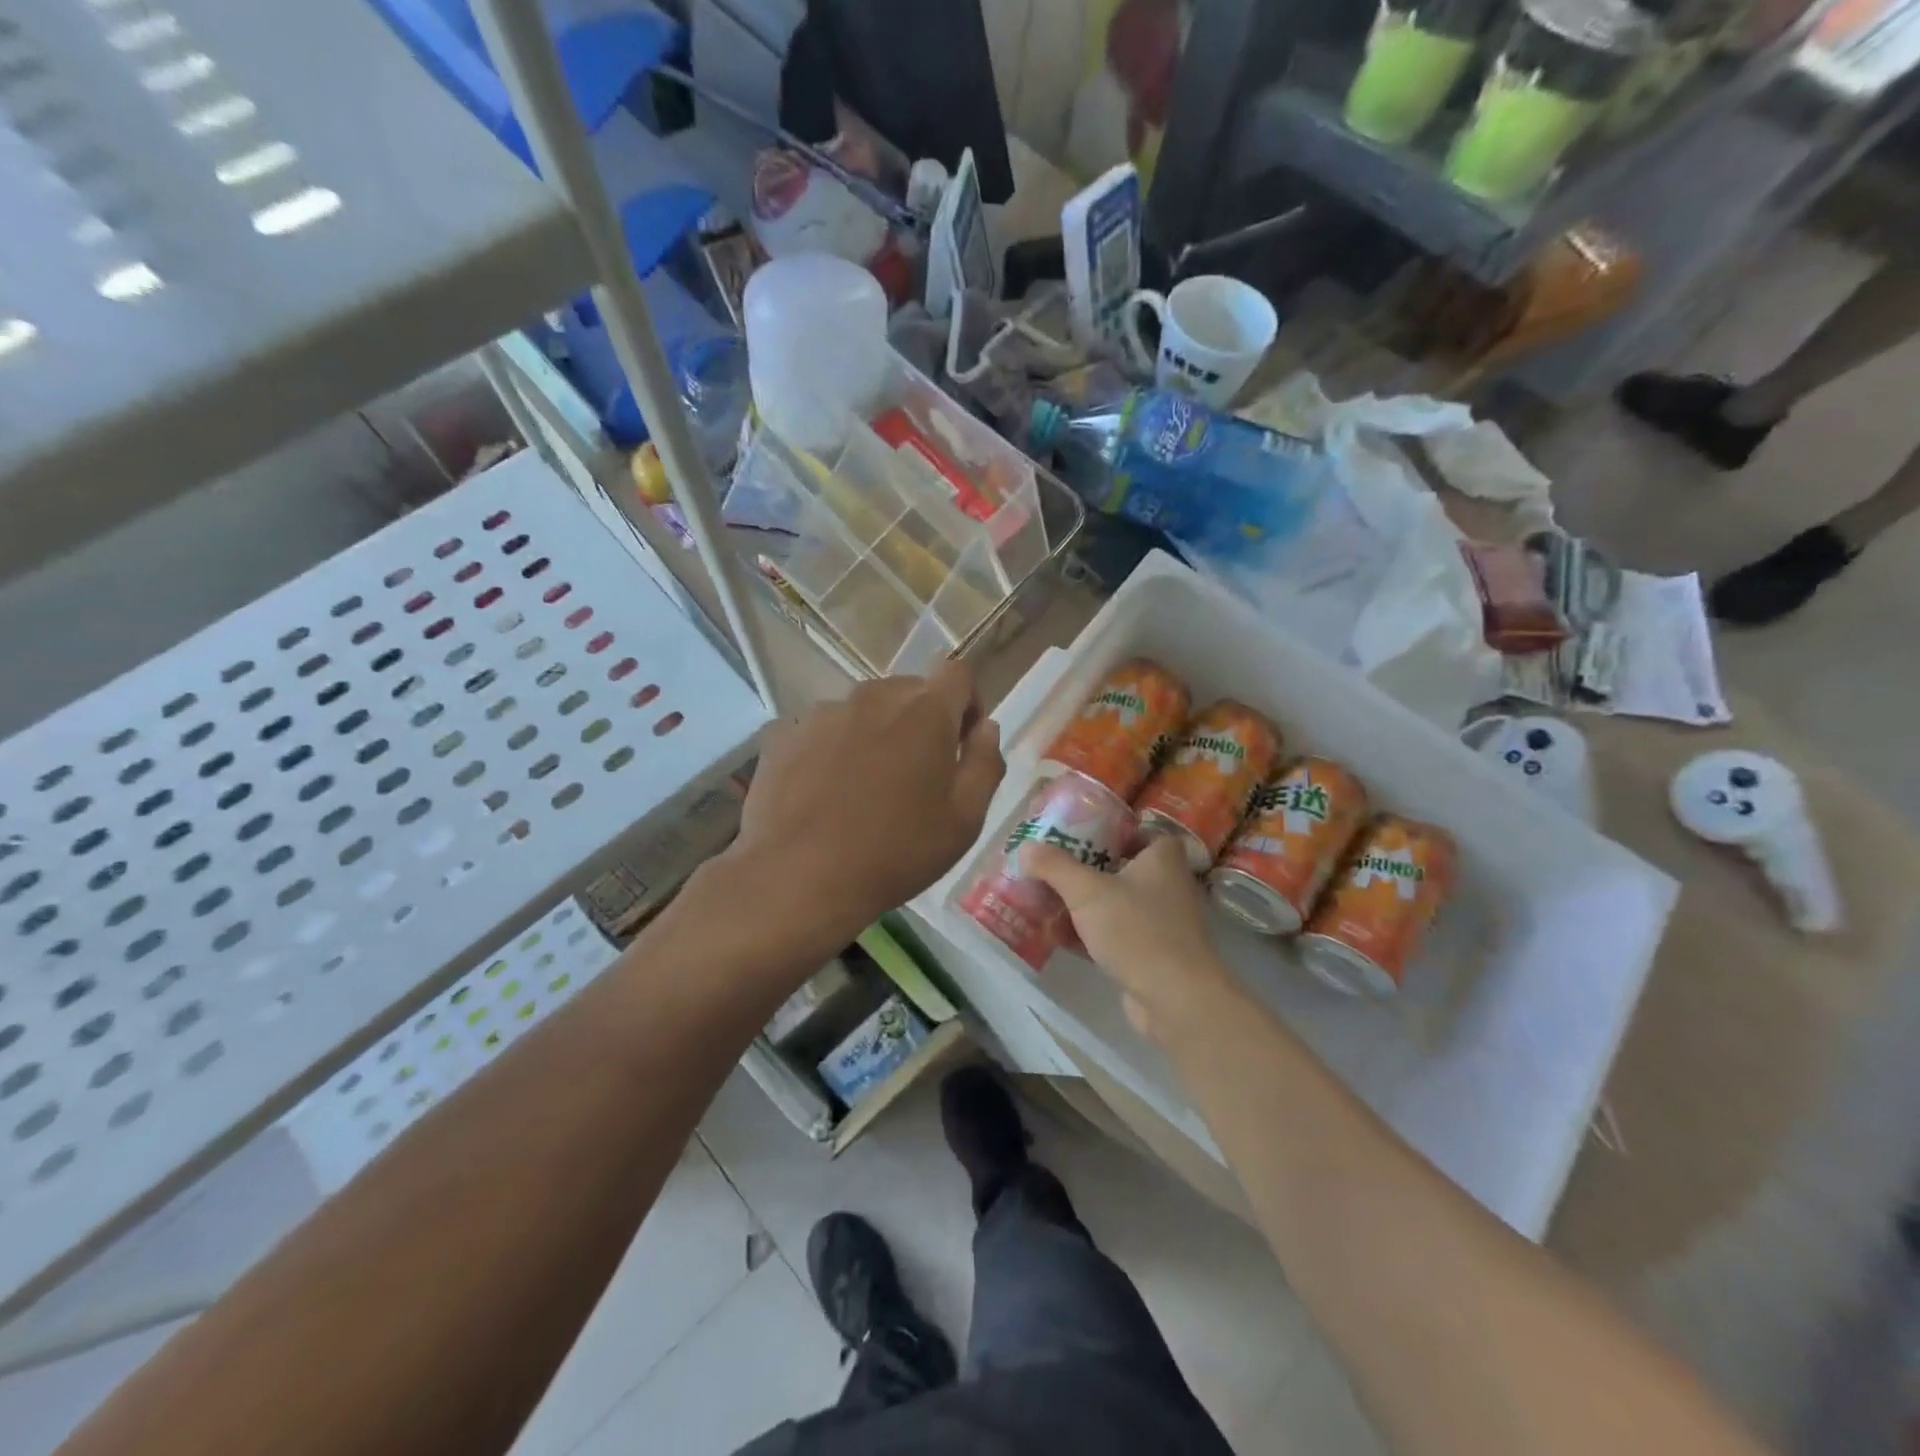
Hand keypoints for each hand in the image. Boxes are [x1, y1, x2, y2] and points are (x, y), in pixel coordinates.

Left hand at [727, 662, 1004, 939]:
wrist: (799, 879)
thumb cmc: (896, 853)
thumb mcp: (965, 820)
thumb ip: (985, 763)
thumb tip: (985, 727)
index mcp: (924, 711)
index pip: (956, 673)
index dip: (967, 703)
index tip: (962, 743)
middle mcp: (872, 697)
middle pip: (908, 691)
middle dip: (920, 722)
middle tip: (915, 776)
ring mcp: (821, 713)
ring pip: (862, 711)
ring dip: (873, 734)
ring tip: (862, 789)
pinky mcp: (782, 734)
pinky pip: (820, 731)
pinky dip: (829, 750)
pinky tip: (822, 793)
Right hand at [1022, 835, 1245, 1041]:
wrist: (1176, 999)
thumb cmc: (1137, 930)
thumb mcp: (1087, 891)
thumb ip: (1055, 867)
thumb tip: (1026, 847)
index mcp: (1162, 859)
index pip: (1143, 832)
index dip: (1114, 832)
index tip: (1081, 835)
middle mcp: (1167, 886)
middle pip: (1122, 868)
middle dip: (1086, 870)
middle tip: (1051, 868)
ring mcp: (1160, 923)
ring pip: (1115, 904)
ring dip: (1083, 905)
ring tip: (1045, 900)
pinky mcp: (1150, 955)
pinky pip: (1114, 935)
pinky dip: (1089, 934)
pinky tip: (1057, 937)